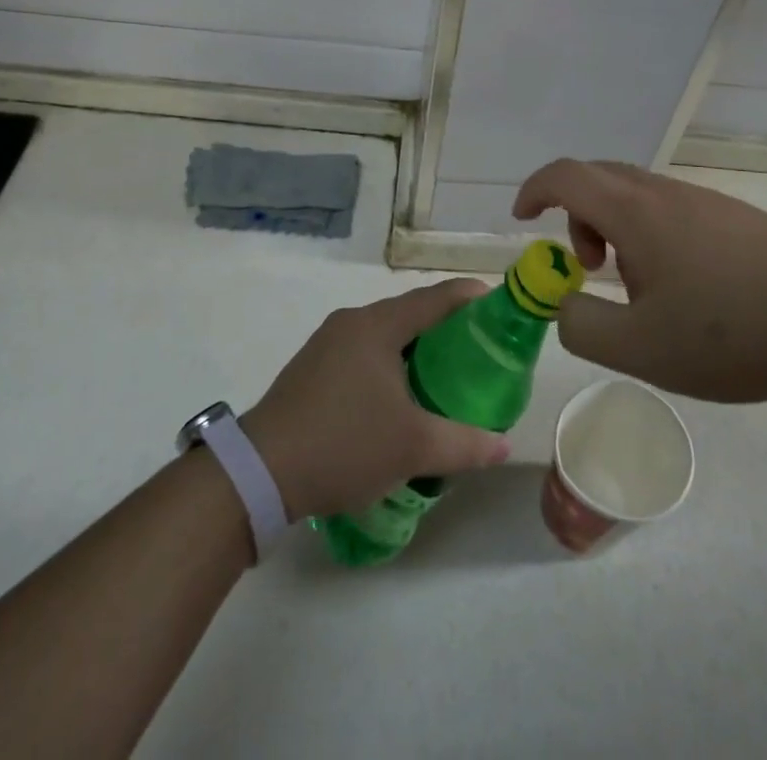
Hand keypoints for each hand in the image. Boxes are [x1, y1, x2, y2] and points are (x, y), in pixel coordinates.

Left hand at [242, 281, 512, 520]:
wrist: (262, 470)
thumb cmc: (344, 444)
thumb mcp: (412, 448)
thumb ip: (464, 443)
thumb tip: (504, 446)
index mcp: (377, 325)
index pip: (434, 298)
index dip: (468, 297)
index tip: (497, 303)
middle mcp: (352, 322)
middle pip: (409, 312)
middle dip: (444, 324)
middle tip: (479, 346)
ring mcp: (328, 342)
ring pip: (384, 332)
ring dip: (415, 345)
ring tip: (445, 370)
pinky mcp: (313, 366)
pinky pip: (363, 350)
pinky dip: (389, 360)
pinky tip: (399, 392)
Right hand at [514, 159, 766, 404]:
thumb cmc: (732, 335)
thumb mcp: (639, 349)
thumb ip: (580, 326)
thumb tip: (564, 304)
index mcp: (636, 212)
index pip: (566, 176)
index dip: (534, 190)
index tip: (522, 219)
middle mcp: (667, 193)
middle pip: (600, 178)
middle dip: (576, 215)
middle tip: (587, 266)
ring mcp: (706, 201)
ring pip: (637, 194)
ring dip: (616, 228)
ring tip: (640, 289)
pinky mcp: (737, 218)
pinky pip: (671, 209)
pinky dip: (650, 234)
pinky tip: (685, 288)